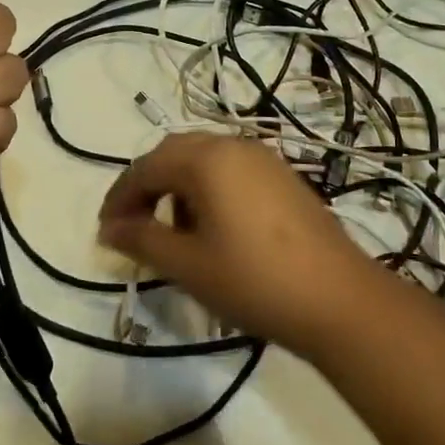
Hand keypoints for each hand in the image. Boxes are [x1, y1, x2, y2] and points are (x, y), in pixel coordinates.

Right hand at [97, 132, 383, 357]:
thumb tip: (109, 228)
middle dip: (147, 185)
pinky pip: (231, 169)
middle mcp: (233, 145)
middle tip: (132, 224)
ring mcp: (263, 158)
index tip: (105, 231)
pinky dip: (208, 188)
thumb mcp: (188, 264)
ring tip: (173, 231)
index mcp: (206, 158)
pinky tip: (213, 227)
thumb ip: (142, 239)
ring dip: (178, 185)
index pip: (146, 167)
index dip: (119, 197)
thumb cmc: (253, 280)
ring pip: (204, 159)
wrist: (339, 299)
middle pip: (174, 153)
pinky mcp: (283, 176)